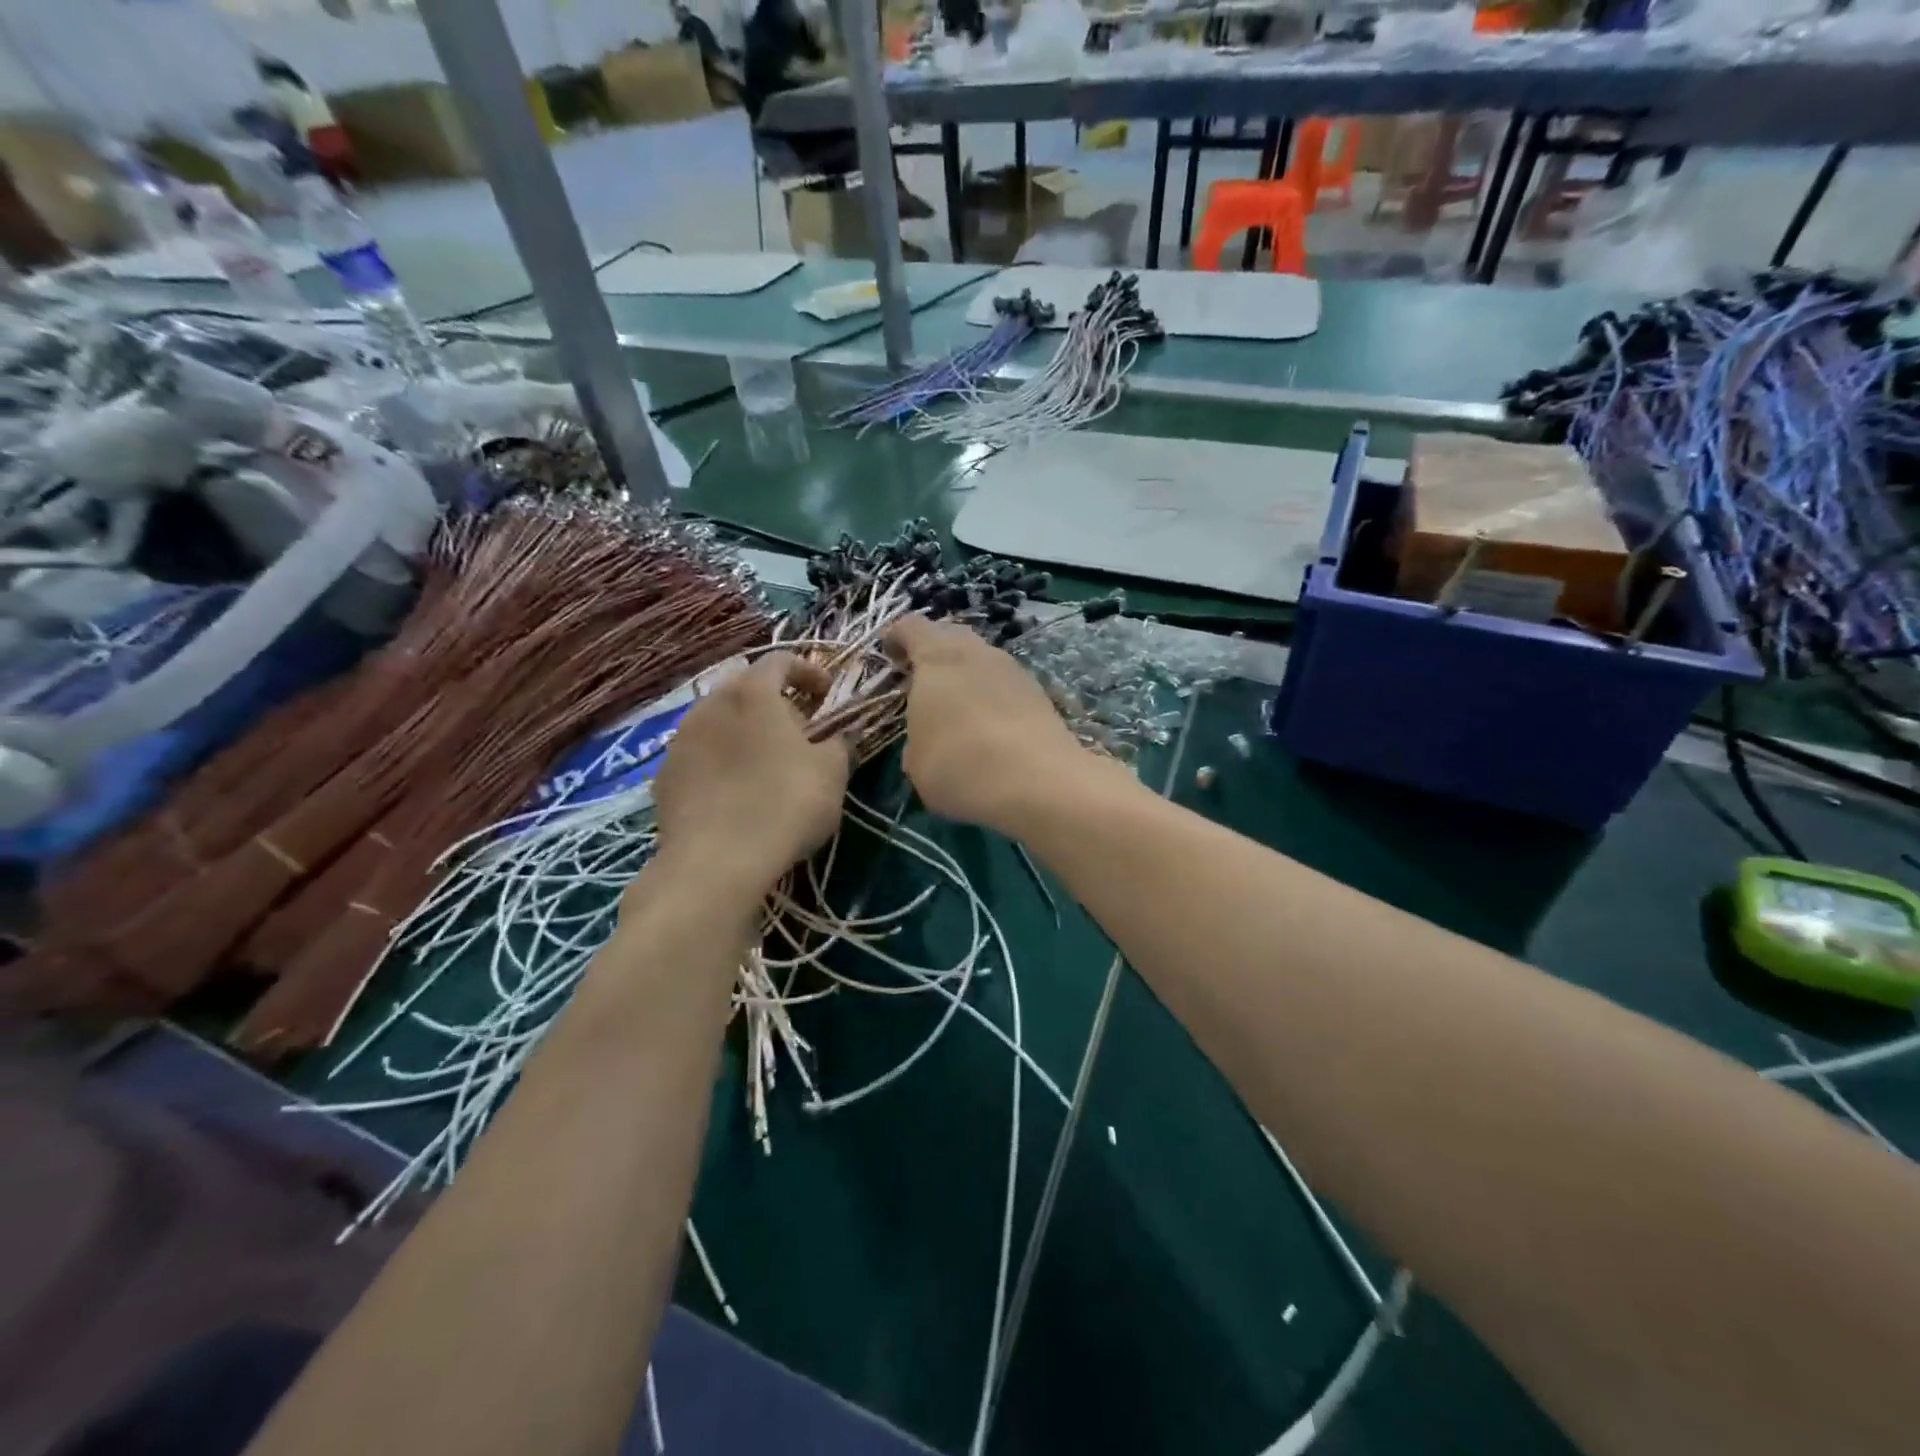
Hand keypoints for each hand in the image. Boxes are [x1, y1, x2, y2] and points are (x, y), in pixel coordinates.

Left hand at [651, 653, 851, 896]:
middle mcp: (711, 704)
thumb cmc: (786, 804)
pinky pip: (699, 754)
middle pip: (744, 687)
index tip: (827, 694)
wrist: (716, 863)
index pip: (780, 660)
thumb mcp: (832, 772)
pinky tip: (735, 790)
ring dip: (743, 730)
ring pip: (717, 720)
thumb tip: (841, 734)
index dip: (808, 670)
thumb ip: (840, 742)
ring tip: (765, 761)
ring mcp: (680, 740)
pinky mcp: (664, 776)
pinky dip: (720, 759)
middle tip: (798, 728)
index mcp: (753, 693)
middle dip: (774, 700)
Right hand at [883, 614, 1092, 836]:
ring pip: (981, 661)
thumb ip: (916, 738)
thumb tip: (928, 738)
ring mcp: (1013, 670)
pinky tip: (989, 729)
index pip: (911, 627)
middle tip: (922, 683)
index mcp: (937, 657)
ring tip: (956, 710)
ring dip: (966, 677)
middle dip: (933, 655)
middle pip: (950, 637)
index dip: (896, 637)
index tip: (888, 655)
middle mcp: (976, 652)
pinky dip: (992, 699)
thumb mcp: (916, 763)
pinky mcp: (1039, 694)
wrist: (1039, 782)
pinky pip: (1004, 686)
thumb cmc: (960, 765)